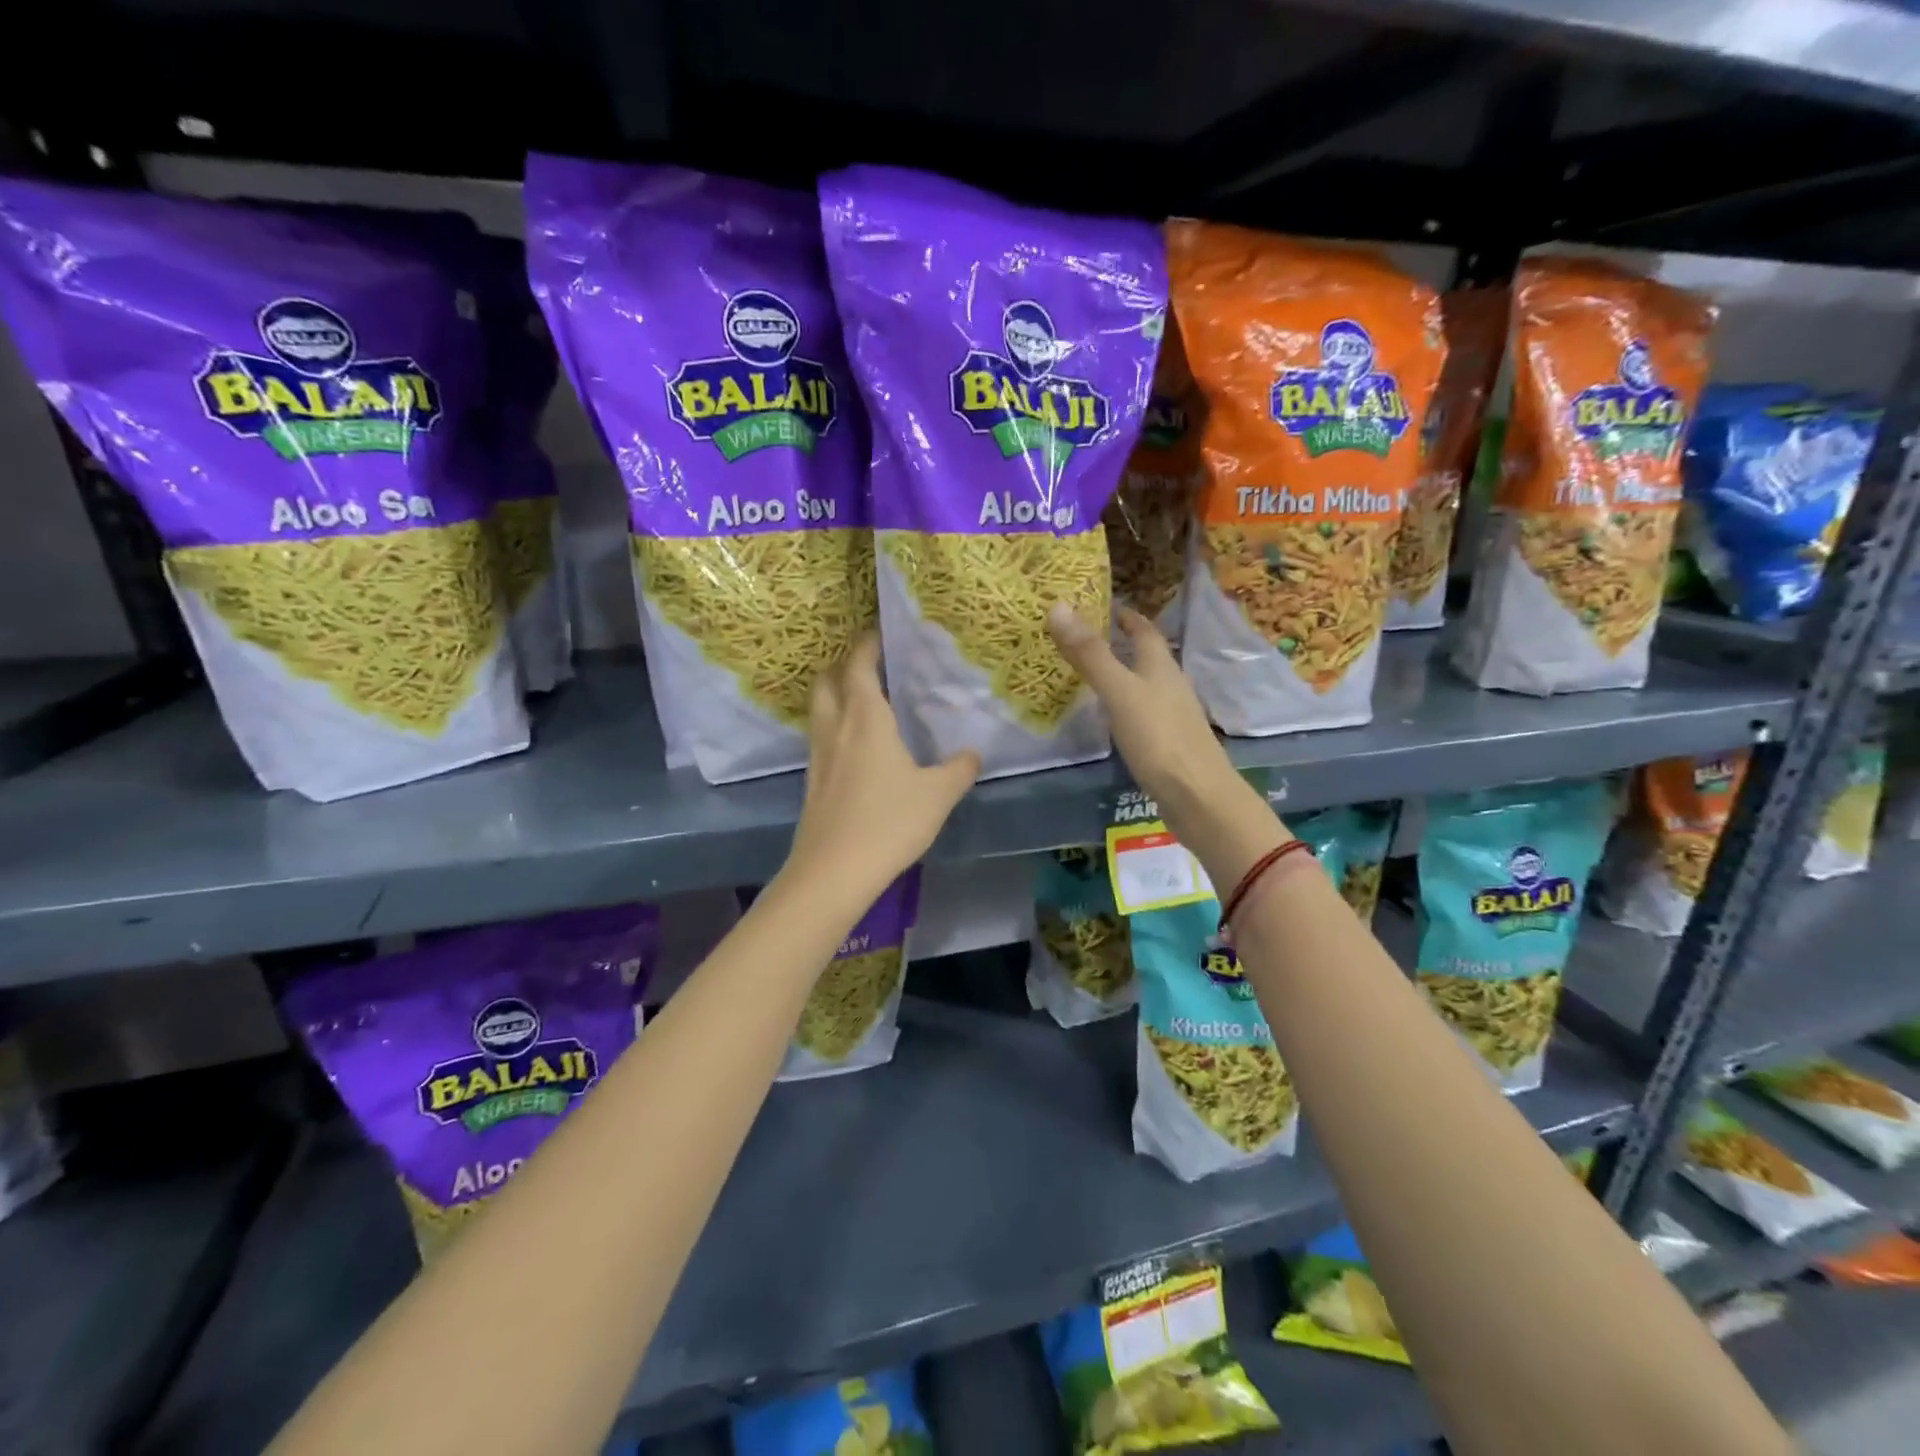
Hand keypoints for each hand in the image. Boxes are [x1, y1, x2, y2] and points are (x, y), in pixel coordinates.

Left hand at [784, 633, 979, 900]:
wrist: (834, 870)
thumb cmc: (889, 821)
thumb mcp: (938, 794)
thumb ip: (959, 769)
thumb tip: (973, 754)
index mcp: (866, 718)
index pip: (859, 665)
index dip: (867, 645)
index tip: (881, 634)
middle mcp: (835, 728)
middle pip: (827, 681)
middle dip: (843, 666)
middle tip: (870, 667)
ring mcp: (818, 756)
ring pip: (819, 710)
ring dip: (834, 696)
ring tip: (862, 702)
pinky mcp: (812, 782)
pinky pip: (820, 739)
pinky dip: (833, 728)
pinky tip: (854, 748)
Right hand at [1047, 605, 1280, 883]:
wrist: (1197, 796)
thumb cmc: (1159, 738)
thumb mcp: (1119, 692)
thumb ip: (1090, 654)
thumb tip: (1058, 605)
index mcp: (1161, 666)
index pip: (1144, 629)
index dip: (1125, 615)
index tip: (1101, 605)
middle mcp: (1169, 685)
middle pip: (1146, 656)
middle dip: (1121, 643)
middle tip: (1084, 637)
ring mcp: (1171, 716)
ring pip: (1144, 684)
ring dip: (1122, 674)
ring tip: (1089, 672)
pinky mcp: (1167, 743)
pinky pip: (1142, 713)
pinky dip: (1123, 705)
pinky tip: (1108, 717)